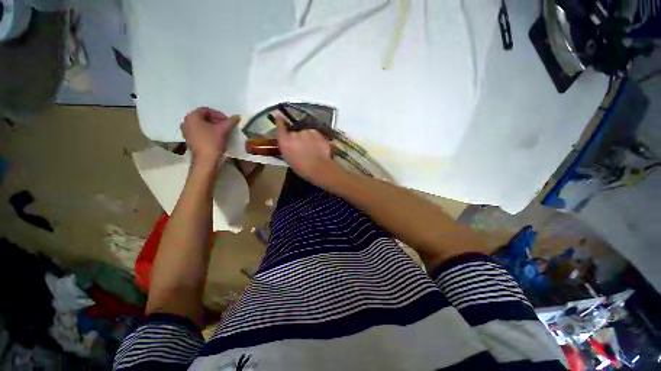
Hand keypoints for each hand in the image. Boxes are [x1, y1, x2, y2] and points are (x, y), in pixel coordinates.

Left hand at [182, 107, 239, 166]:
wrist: (205, 160)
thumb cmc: (212, 142)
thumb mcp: (223, 130)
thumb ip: (230, 121)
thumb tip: (238, 116)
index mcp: (192, 117)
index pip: (206, 110)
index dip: (218, 114)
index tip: (227, 122)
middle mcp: (186, 122)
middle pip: (203, 117)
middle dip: (216, 120)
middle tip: (226, 126)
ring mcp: (186, 131)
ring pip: (201, 125)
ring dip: (213, 127)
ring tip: (222, 132)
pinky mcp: (189, 139)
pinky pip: (199, 131)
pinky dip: (208, 132)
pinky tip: (216, 138)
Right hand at [276, 116, 339, 184]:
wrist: (319, 168)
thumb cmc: (302, 168)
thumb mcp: (289, 159)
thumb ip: (287, 148)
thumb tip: (289, 144)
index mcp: (285, 141)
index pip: (280, 127)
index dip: (279, 121)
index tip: (279, 116)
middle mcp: (294, 133)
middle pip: (295, 132)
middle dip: (298, 137)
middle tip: (302, 147)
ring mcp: (307, 131)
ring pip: (306, 132)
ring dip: (307, 138)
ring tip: (312, 148)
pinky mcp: (317, 132)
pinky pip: (315, 134)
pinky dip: (315, 139)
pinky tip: (318, 147)